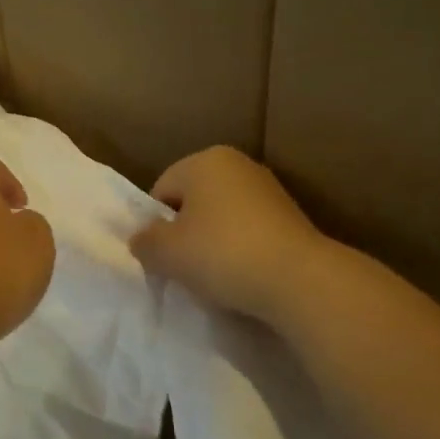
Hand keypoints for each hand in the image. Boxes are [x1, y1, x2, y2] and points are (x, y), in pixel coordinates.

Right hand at [130, 146, 325, 321]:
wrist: (298, 279)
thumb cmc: (222, 254)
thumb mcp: (167, 252)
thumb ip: (145, 242)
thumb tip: (141, 239)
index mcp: (204, 160)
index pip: (162, 190)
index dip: (156, 225)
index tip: (162, 256)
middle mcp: (238, 164)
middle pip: (193, 201)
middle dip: (185, 231)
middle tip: (184, 266)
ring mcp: (269, 189)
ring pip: (222, 217)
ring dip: (213, 242)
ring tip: (215, 274)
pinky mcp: (291, 216)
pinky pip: (249, 230)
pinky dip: (240, 249)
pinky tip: (242, 273)